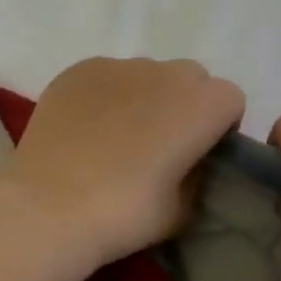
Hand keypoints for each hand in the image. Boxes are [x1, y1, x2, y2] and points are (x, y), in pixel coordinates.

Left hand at [0, 57, 246, 268]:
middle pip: (192, 79)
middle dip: (186, 105)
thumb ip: (198, 177)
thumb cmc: (126, 214)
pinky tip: (88, 131)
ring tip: (118, 138)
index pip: (231, 100)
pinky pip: (108, 77)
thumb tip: (190, 164)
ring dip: (147, 98)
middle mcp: (166, 73)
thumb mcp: (183, 210)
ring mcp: (119, 66)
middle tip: (162, 144)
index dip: (220, 127)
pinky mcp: (78, 70)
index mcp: (202, 105)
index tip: (200, 155)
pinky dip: (108, 97)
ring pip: (148, 75)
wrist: (49, 209)